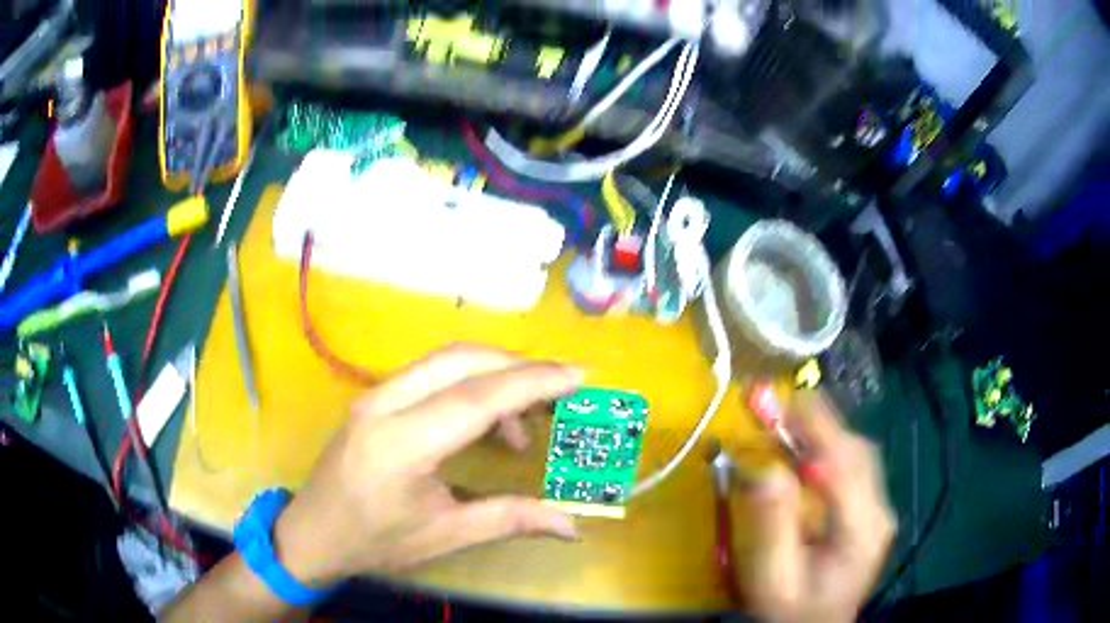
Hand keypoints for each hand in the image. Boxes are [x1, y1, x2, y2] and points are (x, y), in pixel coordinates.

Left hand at [273, 344, 583, 585]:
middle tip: (559, 393)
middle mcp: (384, 405)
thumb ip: (510, 519)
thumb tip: (572, 523)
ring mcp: (373, 395)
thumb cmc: (375, 541)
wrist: (312, 533)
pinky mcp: (373, 397)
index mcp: (400, 446)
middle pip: (460, 360)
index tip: (579, 377)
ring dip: (493, 375)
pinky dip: (469, 384)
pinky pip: (430, 374)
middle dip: (518, 368)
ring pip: (444, 360)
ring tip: (523, 422)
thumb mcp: (445, 536)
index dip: (532, 383)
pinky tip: (484, 422)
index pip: (476, 398)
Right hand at [740, 394, 895, 622]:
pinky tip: (811, 449)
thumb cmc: (792, 610)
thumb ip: (772, 526)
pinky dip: (833, 448)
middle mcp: (879, 512)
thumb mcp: (773, 578)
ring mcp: (879, 509)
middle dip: (821, 423)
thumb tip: (764, 469)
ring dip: (828, 432)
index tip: (781, 405)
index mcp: (861, 531)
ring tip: (792, 420)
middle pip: (857, 453)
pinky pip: (857, 466)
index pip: (845, 468)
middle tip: (780, 405)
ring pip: (860, 454)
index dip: (816, 434)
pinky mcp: (872, 510)